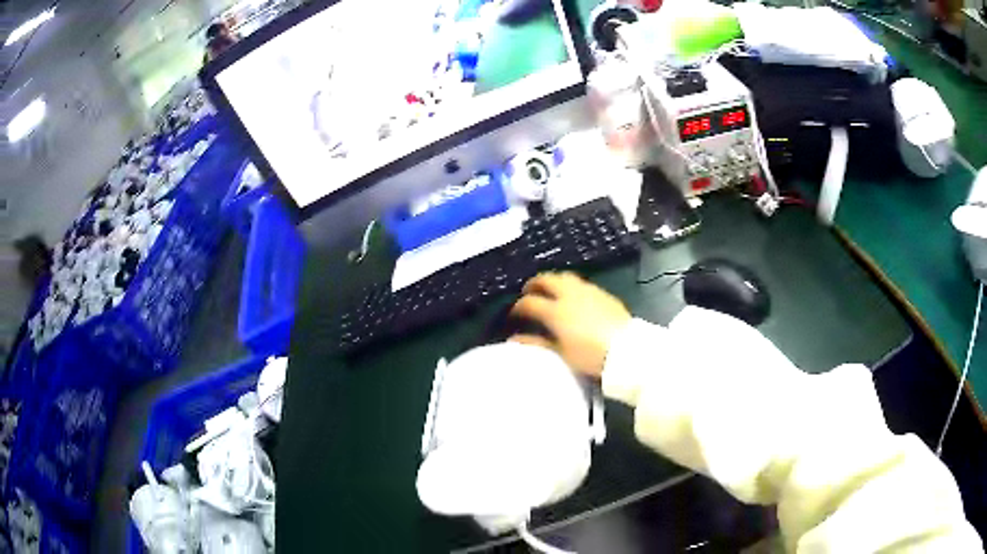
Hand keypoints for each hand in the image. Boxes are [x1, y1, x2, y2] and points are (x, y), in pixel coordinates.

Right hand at [509, 272, 630, 377]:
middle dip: (534, 284)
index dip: (518, 307)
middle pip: (546, 279)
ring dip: (553, 281)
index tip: (514, 314)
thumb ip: (537, 342)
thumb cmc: (590, 356)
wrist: (626, 351)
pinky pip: (581, 283)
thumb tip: (515, 339)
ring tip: (550, 292)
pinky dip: (570, 286)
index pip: (529, 302)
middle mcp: (569, 295)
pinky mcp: (603, 293)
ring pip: (564, 276)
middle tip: (529, 292)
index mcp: (555, 311)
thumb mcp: (561, 353)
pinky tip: (573, 299)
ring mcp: (588, 291)